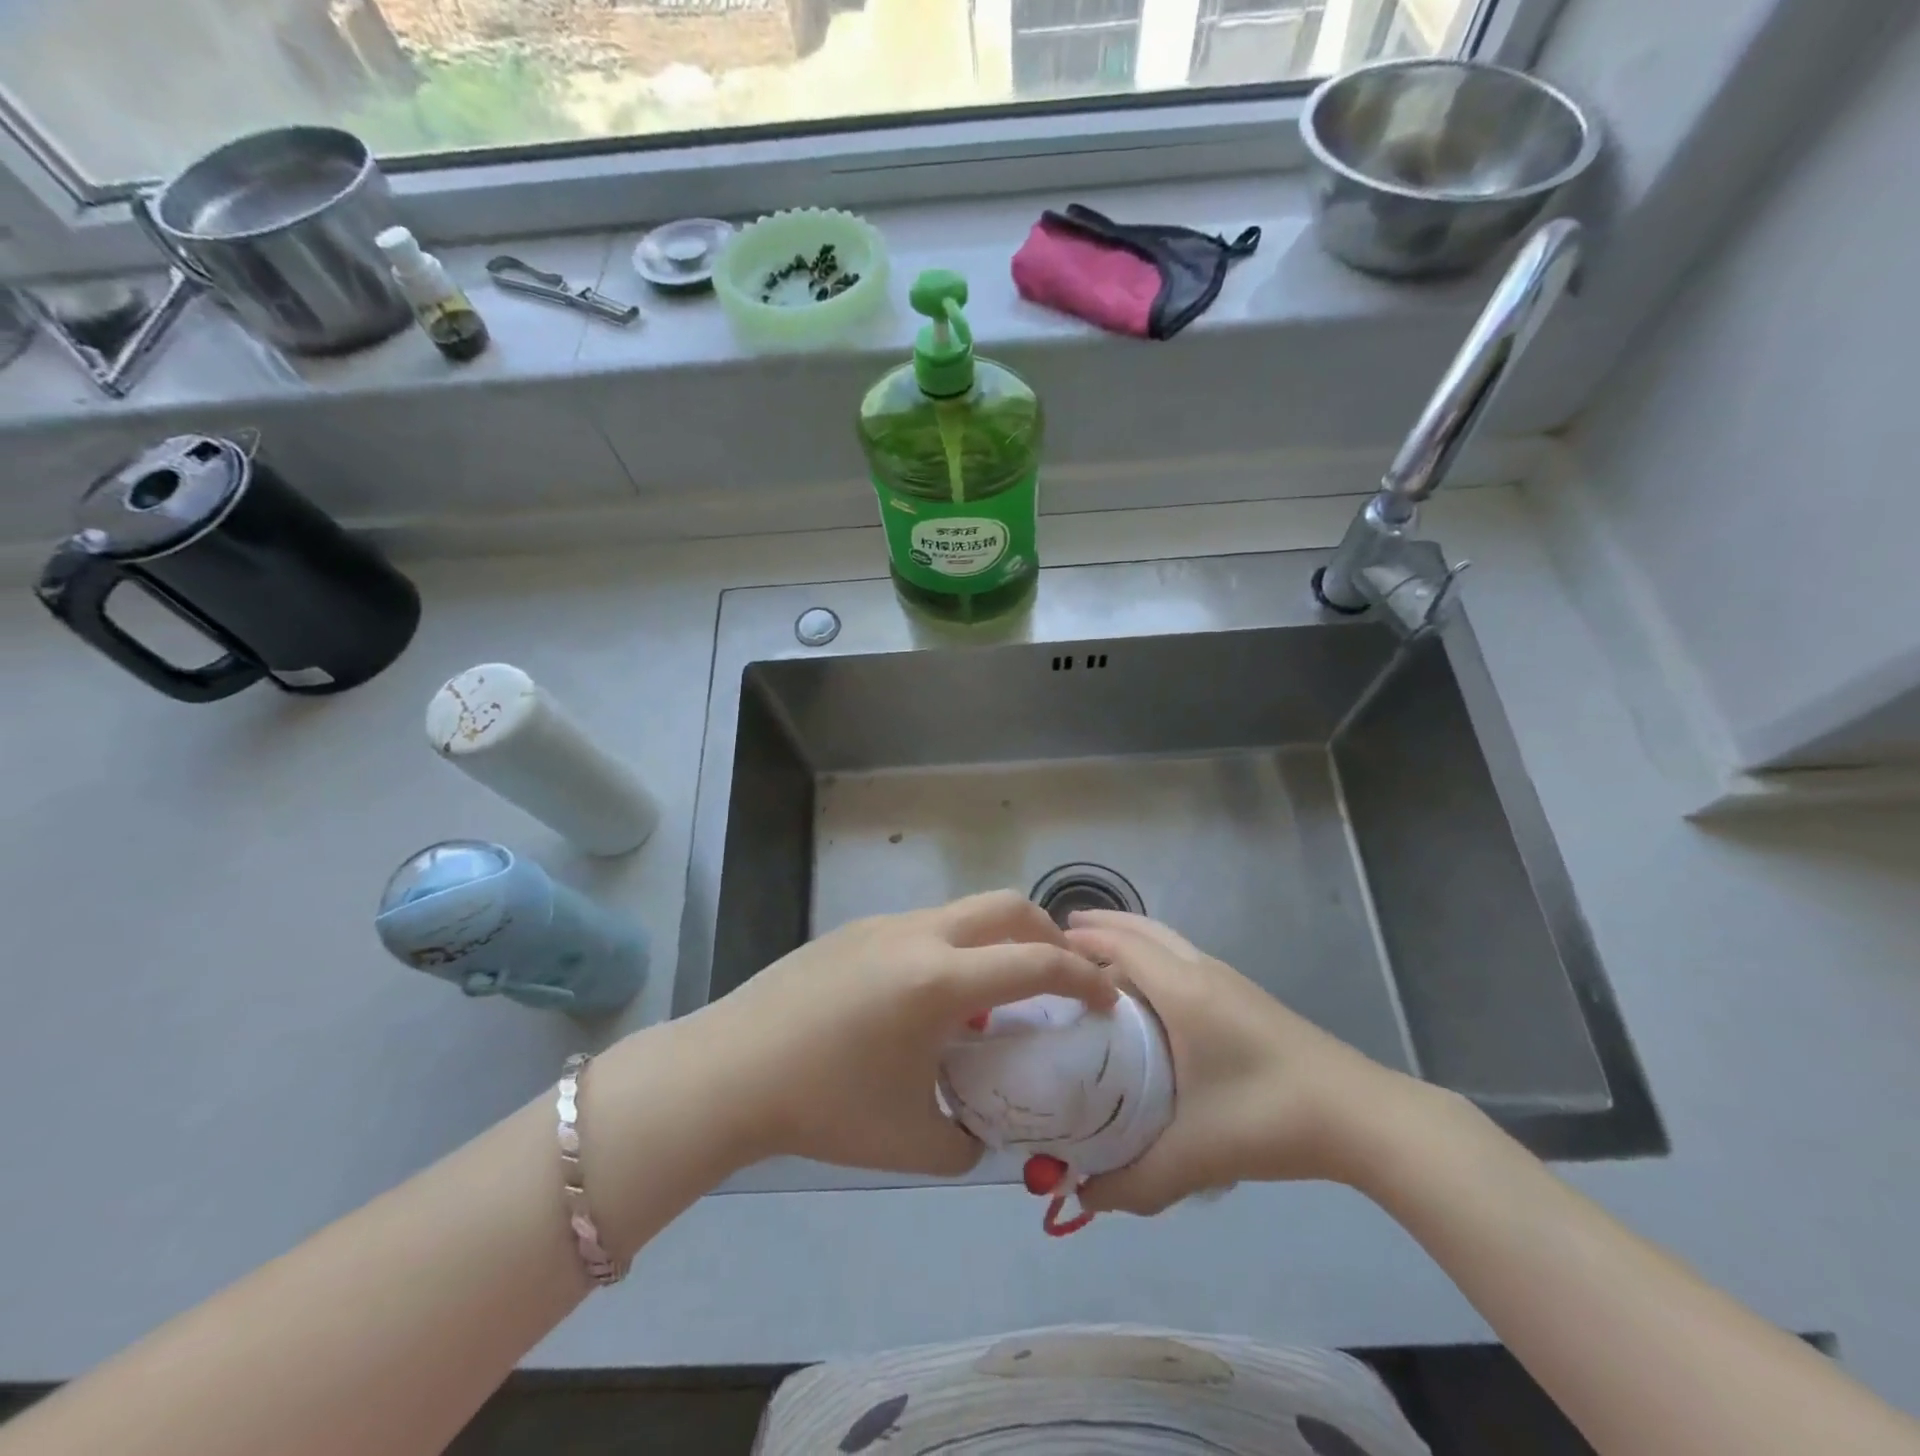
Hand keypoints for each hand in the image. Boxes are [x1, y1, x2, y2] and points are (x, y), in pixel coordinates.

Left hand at [678, 891, 1114, 1177]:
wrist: (730, 1070)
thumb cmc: (825, 1107)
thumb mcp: (911, 1142)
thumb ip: (967, 1140)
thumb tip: (981, 1129)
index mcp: (940, 981)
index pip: (1035, 963)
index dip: (1081, 979)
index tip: (1105, 999)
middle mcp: (919, 935)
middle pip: (1005, 906)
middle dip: (1047, 934)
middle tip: (1060, 976)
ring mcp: (883, 924)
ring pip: (962, 912)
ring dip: (995, 940)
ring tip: (993, 994)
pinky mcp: (855, 929)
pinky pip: (924, 926)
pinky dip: (953, 948)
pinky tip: (931, 999)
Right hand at [1062, 910, 1421, 1214]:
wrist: (1362, 1116)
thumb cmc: (1269, 1118)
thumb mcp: (1194, 1155)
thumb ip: (1133, 1180)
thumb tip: (1082, 1195)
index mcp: (1181, 989)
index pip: (1119, 946)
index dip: (1079, 942)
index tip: (1040, 949)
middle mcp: (1201, 971)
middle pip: (1143, 929)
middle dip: (1101, 926)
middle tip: (1060, 939)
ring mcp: (1228, 980)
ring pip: (1168, 940)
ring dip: (1131, 938)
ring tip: (1098, 957)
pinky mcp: (1247, 996)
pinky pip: (1185, 957)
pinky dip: (1155, 955)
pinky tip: (1152, 993)